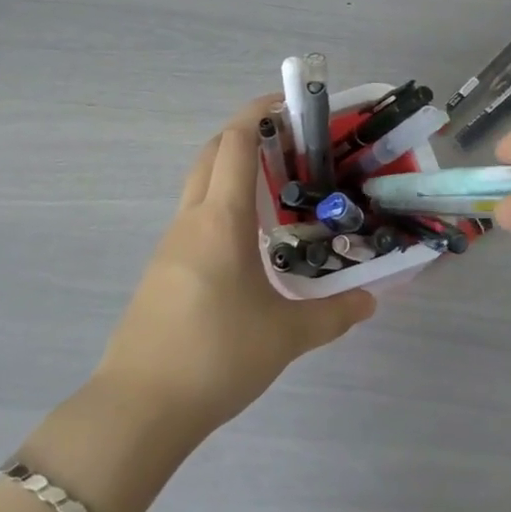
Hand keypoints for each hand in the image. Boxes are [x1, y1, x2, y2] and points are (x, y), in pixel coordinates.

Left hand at [93, 96, 375, 440]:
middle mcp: (191, 219)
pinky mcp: (161, 269)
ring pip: (199, 184)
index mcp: (221, 219)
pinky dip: (220, 204)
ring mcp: (170, 244)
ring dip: (230, 170)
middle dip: (245, 134)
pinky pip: (193, 217)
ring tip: (274, 188)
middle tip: (289, 143)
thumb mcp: (285, 337)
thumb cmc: (216, 356)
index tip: (289, 104)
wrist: (139, 407)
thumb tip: (371, 301)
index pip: (236, 142)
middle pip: (212, 153)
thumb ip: (333, 315)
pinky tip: (246, 240)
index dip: (259, 112)